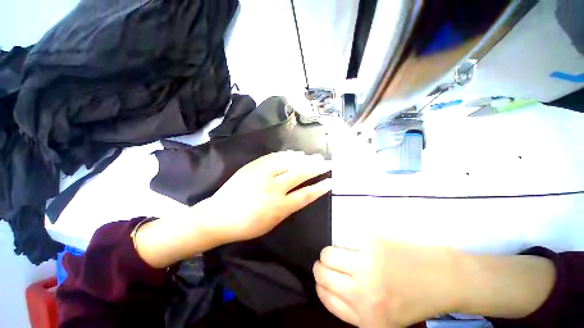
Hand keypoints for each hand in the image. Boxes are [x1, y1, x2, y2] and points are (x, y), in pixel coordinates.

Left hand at [206, 151, 331, 243]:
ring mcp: (262, 174)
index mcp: (280, 206)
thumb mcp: (272, 223)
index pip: (307, 194)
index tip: (331, 180)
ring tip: (313, 157)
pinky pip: (274, 157)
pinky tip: (294, 153)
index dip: (321, 186)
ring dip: (304, 159)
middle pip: (301, 173)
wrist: (219, 216)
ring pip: (289, 162)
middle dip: (317, 167)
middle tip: (327, 162)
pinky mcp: (253, 166)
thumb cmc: (247, 225)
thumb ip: (289, 207)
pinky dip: (287, 154)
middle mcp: (274, 188)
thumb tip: (302, 193)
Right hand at [313, 240, 464, 327]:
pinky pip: (344, 240)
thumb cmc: (415, 300)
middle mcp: (362, 294)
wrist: (444, 279)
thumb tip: (330, 287)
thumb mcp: (385, 320)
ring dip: (327, 254)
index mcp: (366, 319)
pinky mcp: (371, 243)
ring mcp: (366, 265)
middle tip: (325, 262)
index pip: (326, 298)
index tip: (322, 278)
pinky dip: (344, 243)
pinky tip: (353, 246)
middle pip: (323, 274)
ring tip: (336, 252)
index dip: (320, 285)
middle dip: (320, 267)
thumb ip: (356, 309)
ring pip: (328, 255)